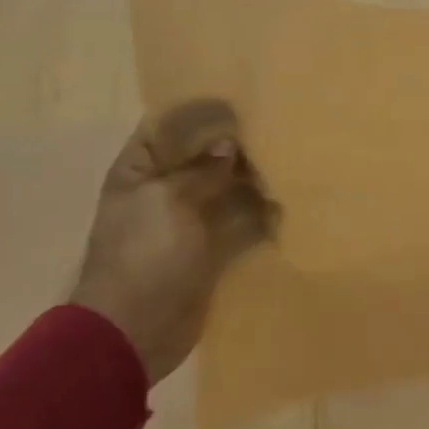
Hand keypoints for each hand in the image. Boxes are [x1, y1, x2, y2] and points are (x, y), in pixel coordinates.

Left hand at [70, 100, 276, 385]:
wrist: (135, 329)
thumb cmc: (144, 256)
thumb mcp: (167, 201)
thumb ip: (200, 170)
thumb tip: (229, 144)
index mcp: (139, 172)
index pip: (166, 128)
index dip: (199, 112)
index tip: (240, 98)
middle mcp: (164, 191)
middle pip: (203, 159)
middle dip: (237, 147)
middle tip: (279, 129)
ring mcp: (189, 223)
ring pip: (226, 191)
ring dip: (254, 181)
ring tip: (292, 162)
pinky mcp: (211, 251)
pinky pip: (240, 225)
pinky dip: (262, 216)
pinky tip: (290, 203)